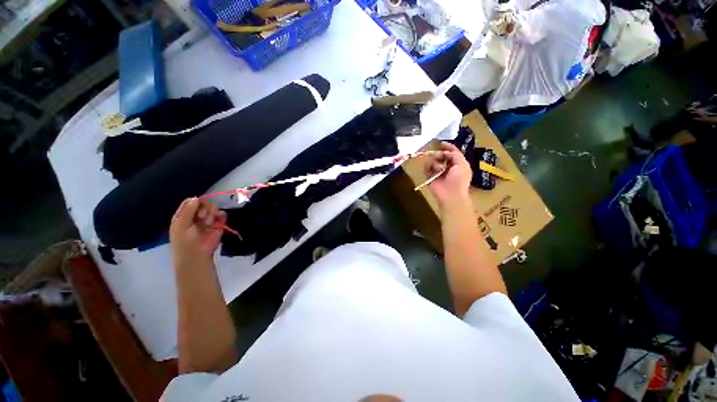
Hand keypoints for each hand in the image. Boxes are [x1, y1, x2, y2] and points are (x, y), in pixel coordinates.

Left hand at [170, 197, 226, 267]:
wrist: (197, 255)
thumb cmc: (184, 241)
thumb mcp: (181, 225)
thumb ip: (188, 210)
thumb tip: (197, 198)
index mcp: (184, 215)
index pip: (191, 202)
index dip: (195, 202)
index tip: (197, 206)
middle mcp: (196, 216)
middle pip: (203, 203)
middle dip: (204, 208)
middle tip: (201, 217)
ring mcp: (208, 219)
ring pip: (213, 207)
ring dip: (211, 213)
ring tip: (208, 223)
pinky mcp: (219, 224)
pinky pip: (222, 214)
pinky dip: (221, 216)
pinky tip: (217, 222)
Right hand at [427, 142, 472, 209]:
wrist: (450, 195)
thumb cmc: (459, 180)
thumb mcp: (462, 164)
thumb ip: (456, 155)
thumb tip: (445, 152)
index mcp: (458, 164)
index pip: (452, 152)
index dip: (448, 147)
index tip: (441, 143)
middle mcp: (448, 167)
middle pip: (441, 155)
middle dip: (439, 154)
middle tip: (438, 156)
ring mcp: (438, 172)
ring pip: (433, 161)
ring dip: (435, 163)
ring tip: (438, 168)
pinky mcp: (430, 177)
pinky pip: (426, 168)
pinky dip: (428, 168)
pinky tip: (432, 171)